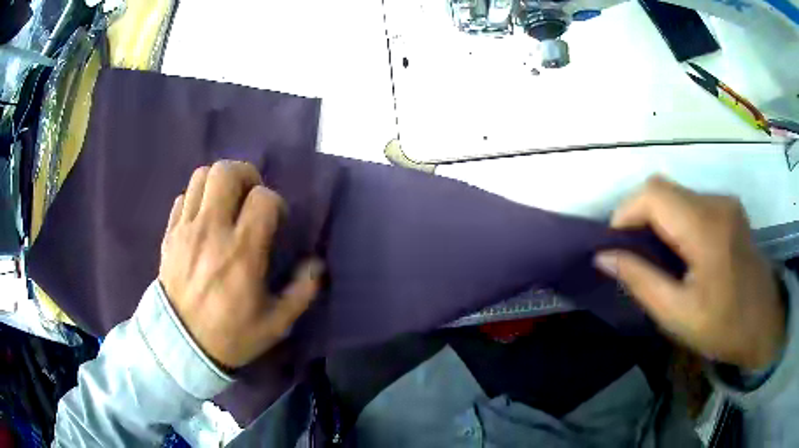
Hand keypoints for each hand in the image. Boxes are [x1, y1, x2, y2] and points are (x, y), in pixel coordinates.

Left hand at [159, 161, 322, 368]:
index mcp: (242, 252)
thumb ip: (302, 291)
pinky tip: (203, 219)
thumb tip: (317, 265)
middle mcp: (212, 231)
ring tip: (226, 203)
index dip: (275, 203)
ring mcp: (186, 230)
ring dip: (219, 183)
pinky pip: (182, 198)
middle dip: (246, 176)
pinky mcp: (169, 234)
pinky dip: (196, 199)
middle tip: (250, 197)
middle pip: (227, 172)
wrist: (181, 346)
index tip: (275, 222)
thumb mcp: (276, 323)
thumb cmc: (231, 335)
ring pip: (201, 177)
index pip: (263, 198)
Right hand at [594, 177, 784, 370]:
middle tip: (632, 254)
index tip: (615, 246)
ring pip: (676, 194)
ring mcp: (726, 203)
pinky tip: (680, 251)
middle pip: (663, 189)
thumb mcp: (677, 315)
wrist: (765, 325)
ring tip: (656, 257)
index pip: (653, 194)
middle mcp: (716, 203)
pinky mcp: (730, 209)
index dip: (625, 212)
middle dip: (638, 216)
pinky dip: (675, 220)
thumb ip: (640, 280)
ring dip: (657, 219)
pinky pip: (692, 203)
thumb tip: (603, 256)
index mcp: (706, 228)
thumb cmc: (723, 327)